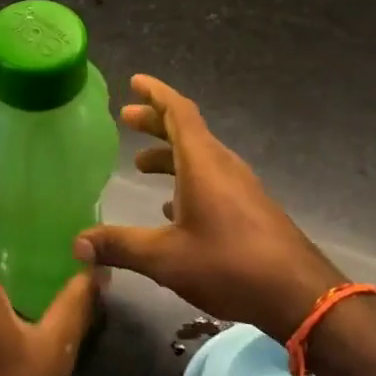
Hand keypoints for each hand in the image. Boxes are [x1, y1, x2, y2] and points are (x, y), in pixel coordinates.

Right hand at [74, 75, 343, 339]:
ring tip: (141, 164)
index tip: (135, 81)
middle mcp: (223, 165)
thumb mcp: (165, 257)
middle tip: (126, 119)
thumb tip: (77, 243)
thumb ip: (120, 246)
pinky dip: (187, 179)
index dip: (156, 94)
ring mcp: (240, 187)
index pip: (178, 111)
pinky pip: (212, 179)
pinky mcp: (249, 208)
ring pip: (199, 156)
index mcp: (203, 162)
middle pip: (187, 130)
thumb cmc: (229, 264)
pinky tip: (172, 207)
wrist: (298, 293)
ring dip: (170, 154)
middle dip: (155, 122)